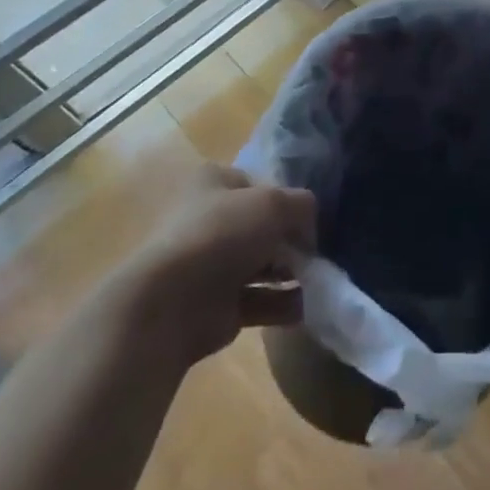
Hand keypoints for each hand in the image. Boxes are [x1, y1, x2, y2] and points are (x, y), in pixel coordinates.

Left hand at [126, 164, 316, 363]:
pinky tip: (308, 305)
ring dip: (291, 272)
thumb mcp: (274, 203)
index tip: (309, 217)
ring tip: (319, 279)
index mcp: (211, 183)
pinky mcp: (215, 306)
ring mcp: (210, 266)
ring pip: (261, 264)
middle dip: (291, 239)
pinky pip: (259, 300)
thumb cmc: (220, 235)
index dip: (286, 198)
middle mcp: (208, 221)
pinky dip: (283, 303)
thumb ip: (302, 206)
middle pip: (261, 226)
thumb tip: (310, 229)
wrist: (169, 306)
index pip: (258, 184)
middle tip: (317, 251)